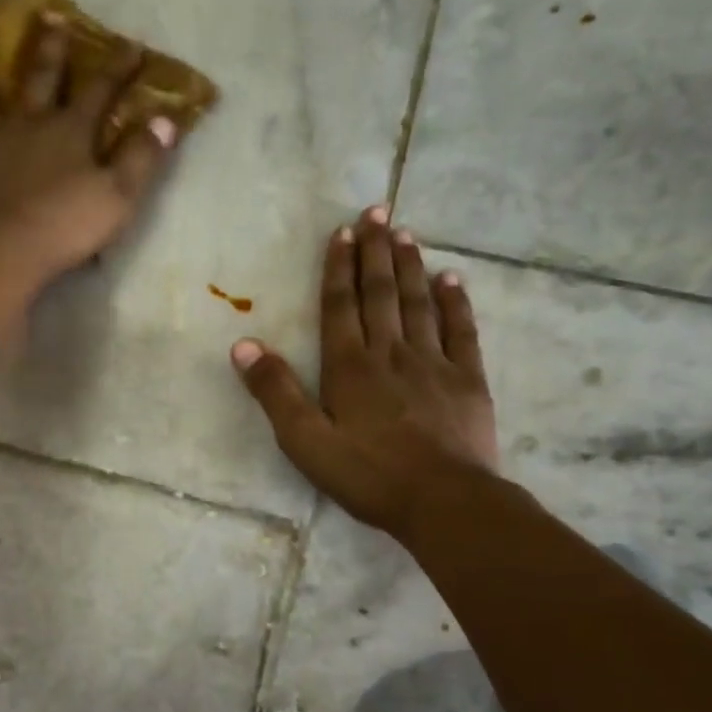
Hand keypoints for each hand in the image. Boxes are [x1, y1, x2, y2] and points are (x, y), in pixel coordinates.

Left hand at [0, 18, 178, 291]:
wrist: (6, 250)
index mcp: (70, 131)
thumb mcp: (119, 195)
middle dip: (50, 50)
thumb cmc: (67, 225)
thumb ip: (142, 157)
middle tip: (49, 16)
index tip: (131, 44)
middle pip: (40, 80)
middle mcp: (27, 125)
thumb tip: (165, 119)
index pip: (100, 90)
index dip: (118, 67)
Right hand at [231, 205, 499, 537]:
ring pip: (419, 303)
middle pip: (381, 293)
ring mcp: (433, 363)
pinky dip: (455, 302)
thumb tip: (244, 344)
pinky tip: (452, 279)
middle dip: (376, 251)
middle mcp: (391, 352)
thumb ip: (276, 392)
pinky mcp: (467, 379)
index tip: (342, 231)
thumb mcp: (305, 441)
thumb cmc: (368, 475)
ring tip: (405, 234)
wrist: (444, 500)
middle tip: (377, 211)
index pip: (340, 305)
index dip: (339, 267)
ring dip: (410, 266)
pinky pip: (461, 330)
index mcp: (350, 366)